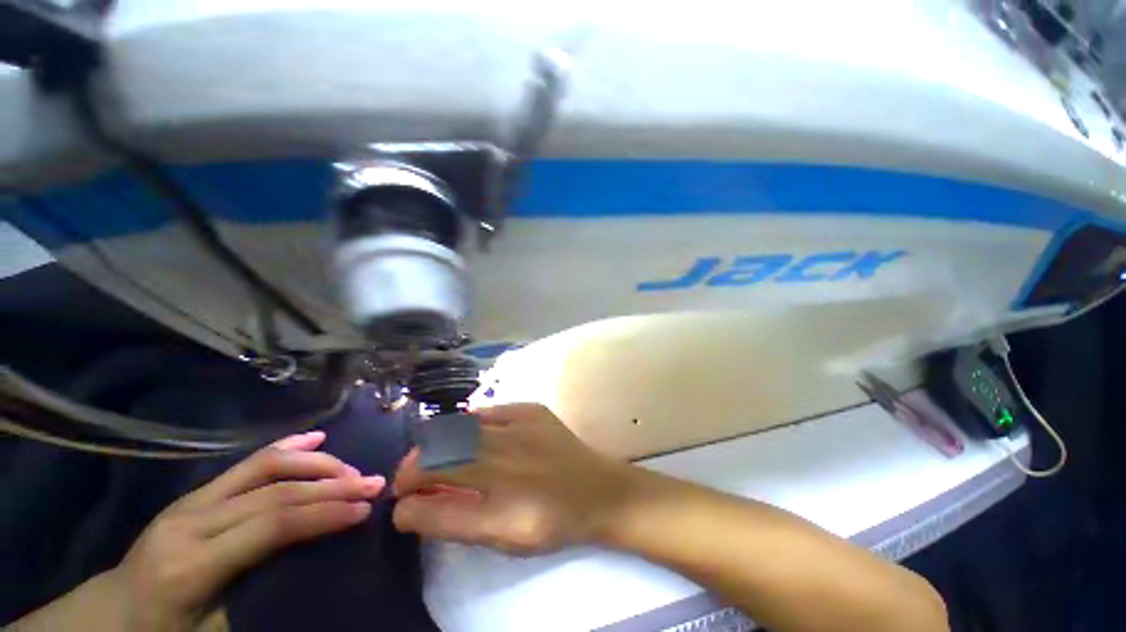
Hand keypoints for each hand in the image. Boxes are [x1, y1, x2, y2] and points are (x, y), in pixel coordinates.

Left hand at [106, 431, 383, 630]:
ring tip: (351, 469)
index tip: (365, 509)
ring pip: (265, 466)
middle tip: (372, 482)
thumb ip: (262, 597)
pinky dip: (287, 446)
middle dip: (331, 483)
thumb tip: (321, 565)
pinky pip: (247, 463)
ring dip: (316, 463)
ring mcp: (191, 500)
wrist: (115, 613)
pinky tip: (315, 437)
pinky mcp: (196, 493)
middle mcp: (192, 521)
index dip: (324, 513)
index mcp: (193, 564)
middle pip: (274, 489)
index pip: (272, 526)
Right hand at [392, 404, 630, 554]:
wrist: (598, 488)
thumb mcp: (500, 538)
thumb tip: (409, 508)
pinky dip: (470, 425)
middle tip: (414, 477)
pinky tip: (471, 436)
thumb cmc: (551, 521)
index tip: (402, 500)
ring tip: (440, 455)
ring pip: (457, 428)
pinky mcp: (530, 409)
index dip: (406, 495)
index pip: (427, 494)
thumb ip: (452, 523)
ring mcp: (518, 424)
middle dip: (416, 465)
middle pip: (438, 453)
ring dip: (439, 443)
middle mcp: (503, 456)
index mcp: (496, 500)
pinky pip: (487, 412)